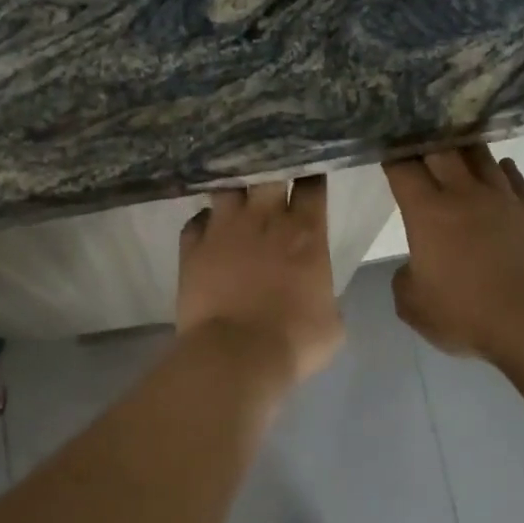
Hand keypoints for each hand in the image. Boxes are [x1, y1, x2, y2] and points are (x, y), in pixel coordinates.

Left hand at [178, 178, 343, 386]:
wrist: (236, 355)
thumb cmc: (294, 341)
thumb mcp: (331, 323)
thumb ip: (325, 296)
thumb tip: (318, 295)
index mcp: (306, 233)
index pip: (311, 184)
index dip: (309, 174)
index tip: (308, 172)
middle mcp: (265, 219)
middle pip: (266, 172)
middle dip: (269, 167)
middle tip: (269, 175)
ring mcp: (223, 229)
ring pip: (226, 187)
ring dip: (233, 190)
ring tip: (235, 195)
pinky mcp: (192, 247)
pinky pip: (195, 221)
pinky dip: (202, 222)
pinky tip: (206, 230)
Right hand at [384, 147, 523, 360]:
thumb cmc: (465, 312)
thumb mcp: (413, 305)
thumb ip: (404, 279)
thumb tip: (415, 267)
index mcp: (427, 212)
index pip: (403, 170)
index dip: (392, 158)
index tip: (386, 153)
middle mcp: (463, 194)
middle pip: (442, 151)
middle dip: (426, 143)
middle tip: (418, 142)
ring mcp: (502, 198)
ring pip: (481, 156)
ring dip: (465, 149)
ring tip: (456, 146)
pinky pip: (515, 178)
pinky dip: (503, 169)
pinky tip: (500, 167)